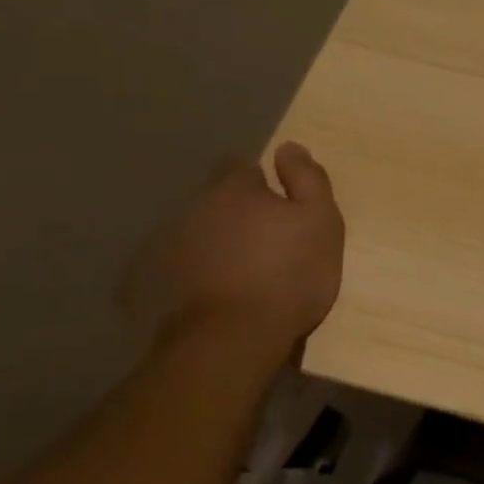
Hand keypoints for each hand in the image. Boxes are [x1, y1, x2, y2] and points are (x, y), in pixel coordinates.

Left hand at [136, 142, 344, 348]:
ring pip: (205, 231)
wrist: (236, 336)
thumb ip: (308, 179)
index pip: (247, 170)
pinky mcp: (163, 282)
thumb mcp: (321, 219)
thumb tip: (289, 147)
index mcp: (236, 190)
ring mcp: (174, 246)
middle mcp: (197, 209)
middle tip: (274, 239)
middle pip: (223, 201)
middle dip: (244, 213)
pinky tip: (226, 288)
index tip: (287, 208)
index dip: (268, 185)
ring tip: (251, 267)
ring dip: (224, 240)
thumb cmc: (290, 271)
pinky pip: (191, 264)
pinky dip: (207, 269)